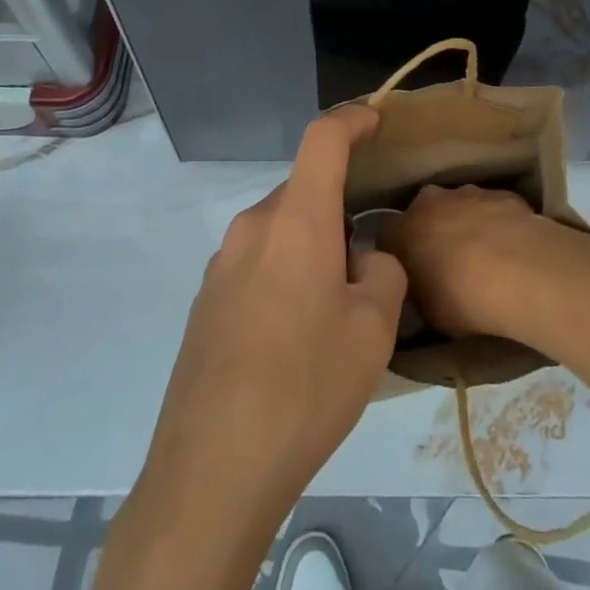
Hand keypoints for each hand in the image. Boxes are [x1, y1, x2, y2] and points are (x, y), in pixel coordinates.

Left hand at [139, 106, 405, 521]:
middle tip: (365, 266)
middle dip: (338, 211)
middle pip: (305, 191)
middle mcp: (253, 227)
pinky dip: (283, 274)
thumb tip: (365, 260)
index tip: (375, 120)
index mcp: (297, 220)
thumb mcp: (373, 330)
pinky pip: (256, 262)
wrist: (212, 470)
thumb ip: (384, 273)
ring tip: (331, 311)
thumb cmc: (305, 387)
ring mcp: (221, 263)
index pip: (323, 138)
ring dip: (311, 248)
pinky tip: (292, 337)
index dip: (352, 119)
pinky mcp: (205, 300)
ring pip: (281, 230)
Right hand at [380, 183, 558, 340]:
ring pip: (459, 206)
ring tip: (484, 257)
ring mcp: (467, 192)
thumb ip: (418, 290)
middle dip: (432, 233)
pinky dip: (496, 223)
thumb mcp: (427, 311)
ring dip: (466, 225)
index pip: (388, 239)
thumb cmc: (463, 300)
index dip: (400, 257)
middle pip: (424, 214)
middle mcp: (429, 202)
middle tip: (447, 264)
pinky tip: (511, 249)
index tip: (412, 276)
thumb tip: (422, 286)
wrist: (520, 272)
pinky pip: (492, 209)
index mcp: (401, 230)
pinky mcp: (502, 193)